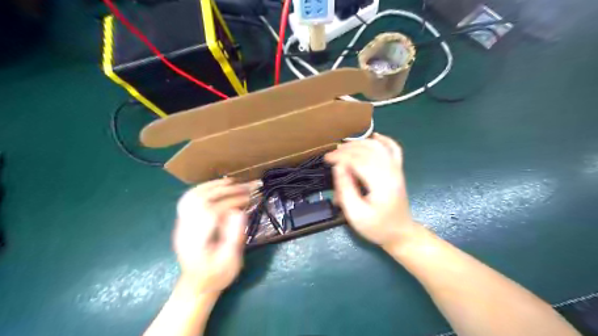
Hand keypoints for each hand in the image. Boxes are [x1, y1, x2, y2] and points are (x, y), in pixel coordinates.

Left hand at [173, 179, 256, 290]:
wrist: (196, 286)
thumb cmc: (216, 276)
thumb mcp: (229, 261)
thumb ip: (234, 236)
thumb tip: (239, 211)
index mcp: (196, 240)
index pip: (211, 211)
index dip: (231, 201)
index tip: (247, 198)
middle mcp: (185, 229)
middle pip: (200, 200)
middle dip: (223, 190)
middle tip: (243, 186)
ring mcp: (182, 224)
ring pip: (191, 197)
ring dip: (211, 186)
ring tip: (230, 182)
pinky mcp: (184, 222)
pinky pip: (190, 200)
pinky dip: (204, 190)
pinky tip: (216, 187)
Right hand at [327, 132, 416, 246]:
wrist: (400, 233)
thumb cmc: (377, 227)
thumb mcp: (356, 214)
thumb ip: (346, 189)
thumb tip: (339, 167)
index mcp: (381, 184)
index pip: (359, 160)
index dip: (341, 157)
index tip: (326, 159)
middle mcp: (391, 172)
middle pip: (368, 150)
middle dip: (347, 149)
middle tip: (331, 155)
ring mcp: (397, 170)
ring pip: (378, 147)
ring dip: (359, 143)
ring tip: (343, 147)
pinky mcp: (398, 170)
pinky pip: (394, 149)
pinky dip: (383, 140)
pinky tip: (374, 136)